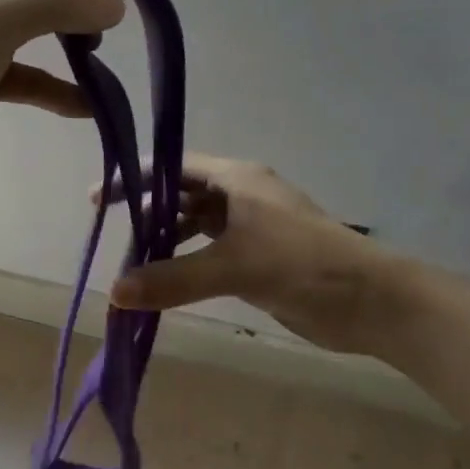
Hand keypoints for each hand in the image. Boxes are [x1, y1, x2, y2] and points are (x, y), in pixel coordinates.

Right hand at [106, 156, 403, 355]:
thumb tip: (114, 292)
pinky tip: (165, 284)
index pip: (175, 167)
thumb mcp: (234, 267)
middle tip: (112, 235)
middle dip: (148, 213)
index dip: (137, 179)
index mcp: (238, 179)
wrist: (369, 301)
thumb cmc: (302, 264)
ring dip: (166, 242)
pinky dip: (186, 265)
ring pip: (196, 227)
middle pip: (183, 196)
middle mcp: (241, 196)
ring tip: (132, 264)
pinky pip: (210, 255)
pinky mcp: (258, 259)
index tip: (100, 198)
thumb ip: (173, 279)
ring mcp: (251, 228)